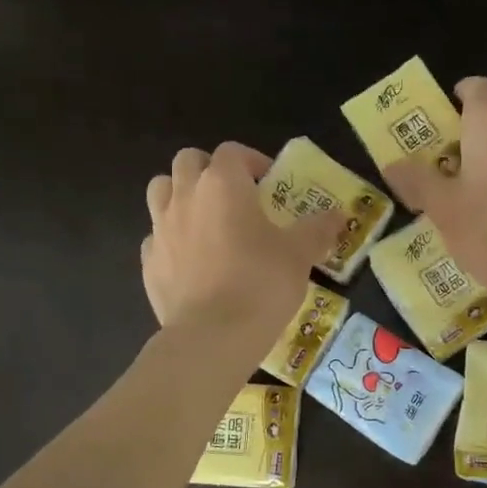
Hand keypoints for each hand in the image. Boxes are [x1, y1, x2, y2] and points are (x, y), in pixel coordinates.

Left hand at [142, 142, 337, 346]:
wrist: (213, 336)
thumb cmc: (261, 285)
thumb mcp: (300, 255)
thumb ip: (318, 229)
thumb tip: (338, 216)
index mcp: (223, 184)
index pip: (232, 151)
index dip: (252, 161)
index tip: (269, 183)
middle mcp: (185, 196)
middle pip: (189, 161)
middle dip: (210, 170)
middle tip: (234, 196)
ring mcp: (161, 228)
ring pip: (161, 190)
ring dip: (181, 194)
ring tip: (205, 219)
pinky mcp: (148, 261)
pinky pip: (156, 235)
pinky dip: (171, 238)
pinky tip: (191, 259)